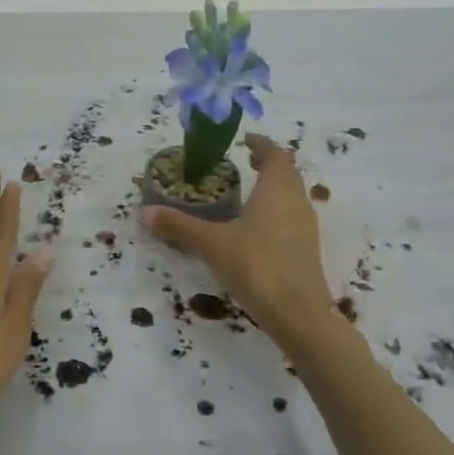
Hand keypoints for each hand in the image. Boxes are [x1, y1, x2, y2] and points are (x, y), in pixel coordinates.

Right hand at [142, 134, 339, 343]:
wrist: (299, 314)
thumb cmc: (256, 265)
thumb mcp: (212, 244)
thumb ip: (180, 226)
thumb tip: (146, 212)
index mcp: (277, 189)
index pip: (274, 154)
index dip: (260, 144)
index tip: (245, 140)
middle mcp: (297, 201)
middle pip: (287, 173)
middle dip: (268, 164)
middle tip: (244, 163)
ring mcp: (306, 227)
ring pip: (292, 196)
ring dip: (274, 189)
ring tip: (248, 193)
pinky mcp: (307, 250)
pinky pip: (292, 218)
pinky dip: (276, 212)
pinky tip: (257, 229)